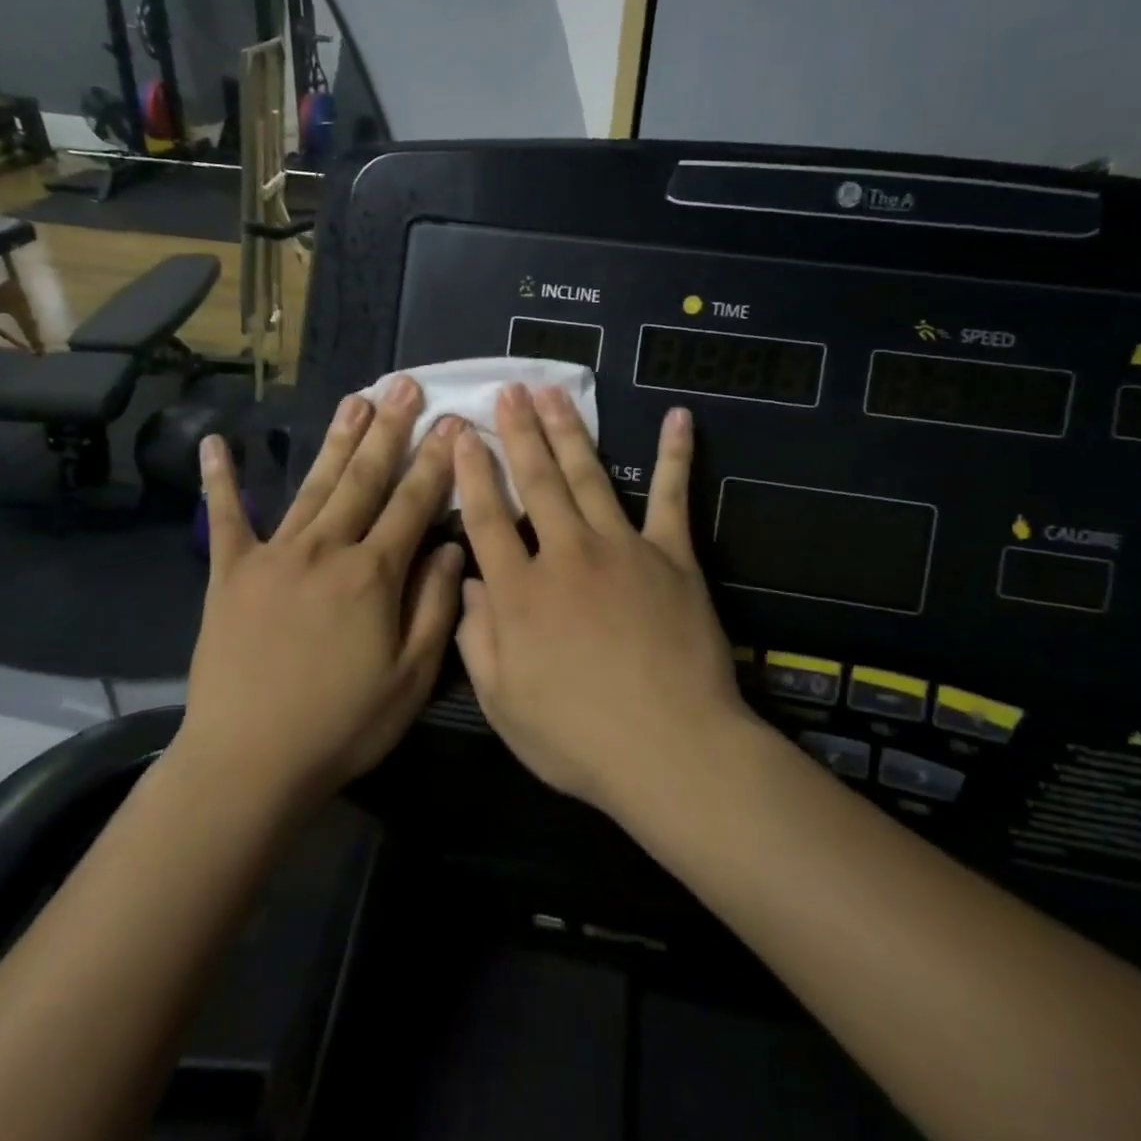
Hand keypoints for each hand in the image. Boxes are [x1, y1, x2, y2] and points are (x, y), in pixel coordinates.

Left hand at [175, 376, 465, 807]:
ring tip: (356, 397)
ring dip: (337, 439)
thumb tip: (453, 549)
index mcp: (374, 575)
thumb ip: (435, 607)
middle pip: (365, 478)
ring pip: (314, 485)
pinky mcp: (230, 573)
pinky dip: (221, 480)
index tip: (455, 422)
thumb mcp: (411, 678)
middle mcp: (326, 549)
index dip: (438, 461)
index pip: (414, 503)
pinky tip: (217, 443)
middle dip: (391, 430)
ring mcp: (274, 555)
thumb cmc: (342, 725)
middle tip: (406, 385)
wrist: (249, 761)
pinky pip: (226, 518)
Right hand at [453, 384, 753, 811]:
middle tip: (509, 391)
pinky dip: (676, 456)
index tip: (462, 434)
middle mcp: (566, 556)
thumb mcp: (503, 703)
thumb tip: (471, 583)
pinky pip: (673, 497)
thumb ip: (478, 639)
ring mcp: (622, 549)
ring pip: (589, 477)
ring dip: (570, 432)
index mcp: (520, 593)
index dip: (471, 473)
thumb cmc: (579, 739)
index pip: (487, 518)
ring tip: (554, 393)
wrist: (671, 749)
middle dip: (519, 434)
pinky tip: (678, 418)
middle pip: (537, 483)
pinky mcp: (672, 556)